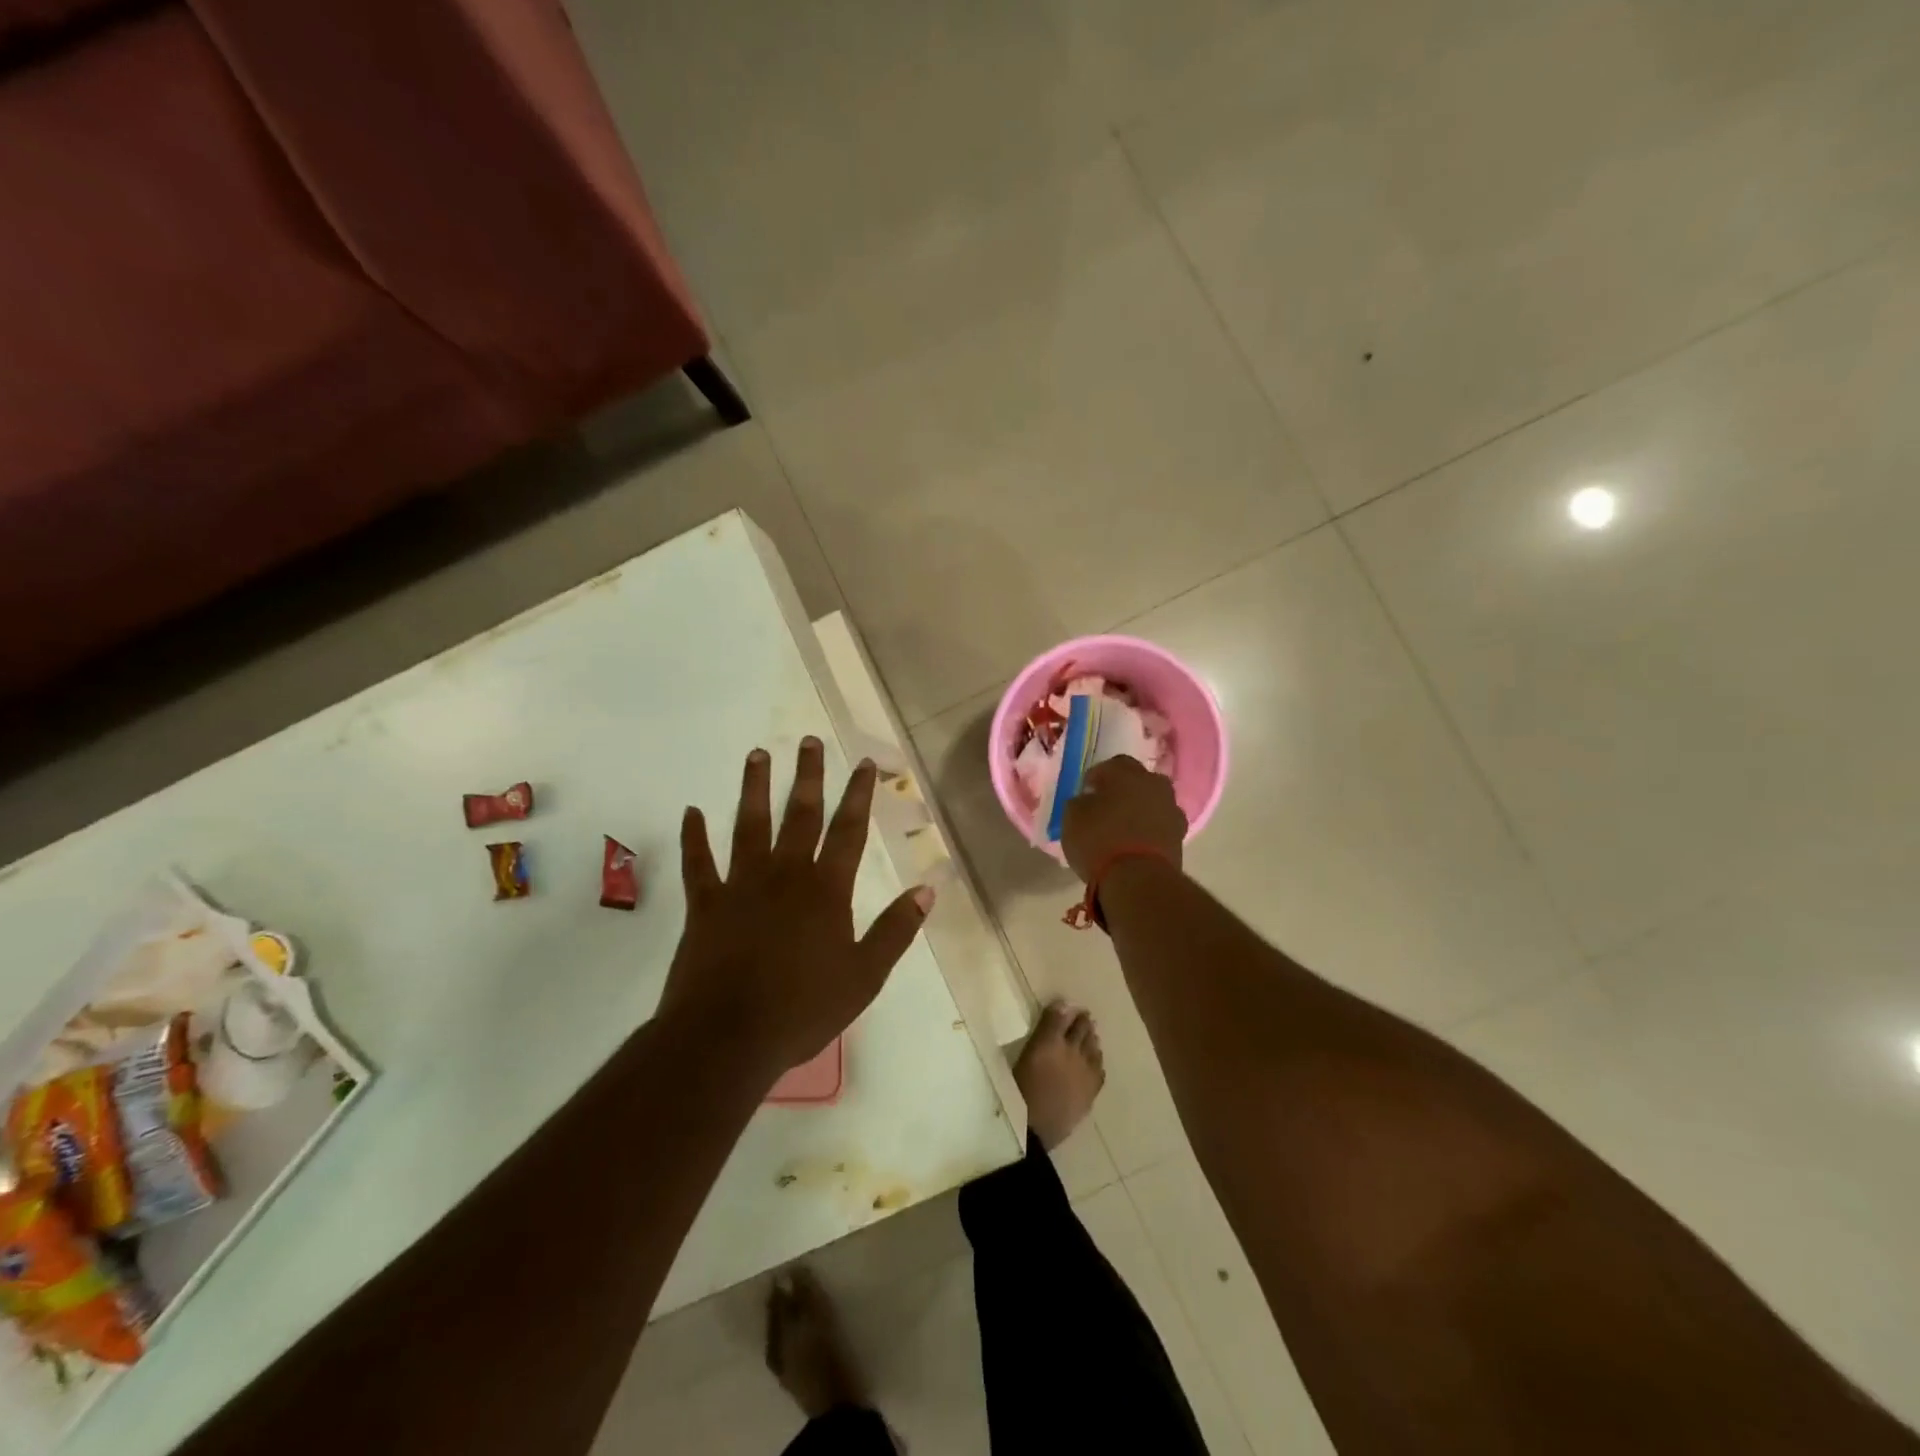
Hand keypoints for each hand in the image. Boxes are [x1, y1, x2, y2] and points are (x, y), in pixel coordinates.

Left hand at [660, 737, 934, 1078]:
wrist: (728, 1037)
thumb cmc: (803, 1008)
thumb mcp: (865, 976)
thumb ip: (896, 930)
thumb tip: (928, 889)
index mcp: (826, 890)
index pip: (848, 831)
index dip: (859, 795)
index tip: (864, 763)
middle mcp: (785, 874)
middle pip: (800, 814)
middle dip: (807, 775)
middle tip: (808, 741)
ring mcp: (740, 884)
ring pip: (748, 825)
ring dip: (754, 788)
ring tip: (756, 755)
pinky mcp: (705, 903)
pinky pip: (698, 862)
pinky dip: (694, 836)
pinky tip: (691, 811)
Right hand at [1059, 755, 1186, 882]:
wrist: (1138, 878)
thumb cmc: (1099, 839)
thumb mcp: (1072, 817)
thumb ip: (1080, 802)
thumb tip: (1088, 801)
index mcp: (1126, 772)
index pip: (1113, 764)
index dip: (1099, 776)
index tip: (1088, 790)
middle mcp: (1154, 785)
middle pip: (1139, 781)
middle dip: (1124, 790)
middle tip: (1107, 807)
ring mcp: (1171, 811)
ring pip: (1153, 804)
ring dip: (1140, 811)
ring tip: (1123, 829)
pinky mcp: (1180, 837)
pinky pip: (1160, 827)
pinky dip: (1150, 832)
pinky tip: (1136, 844)